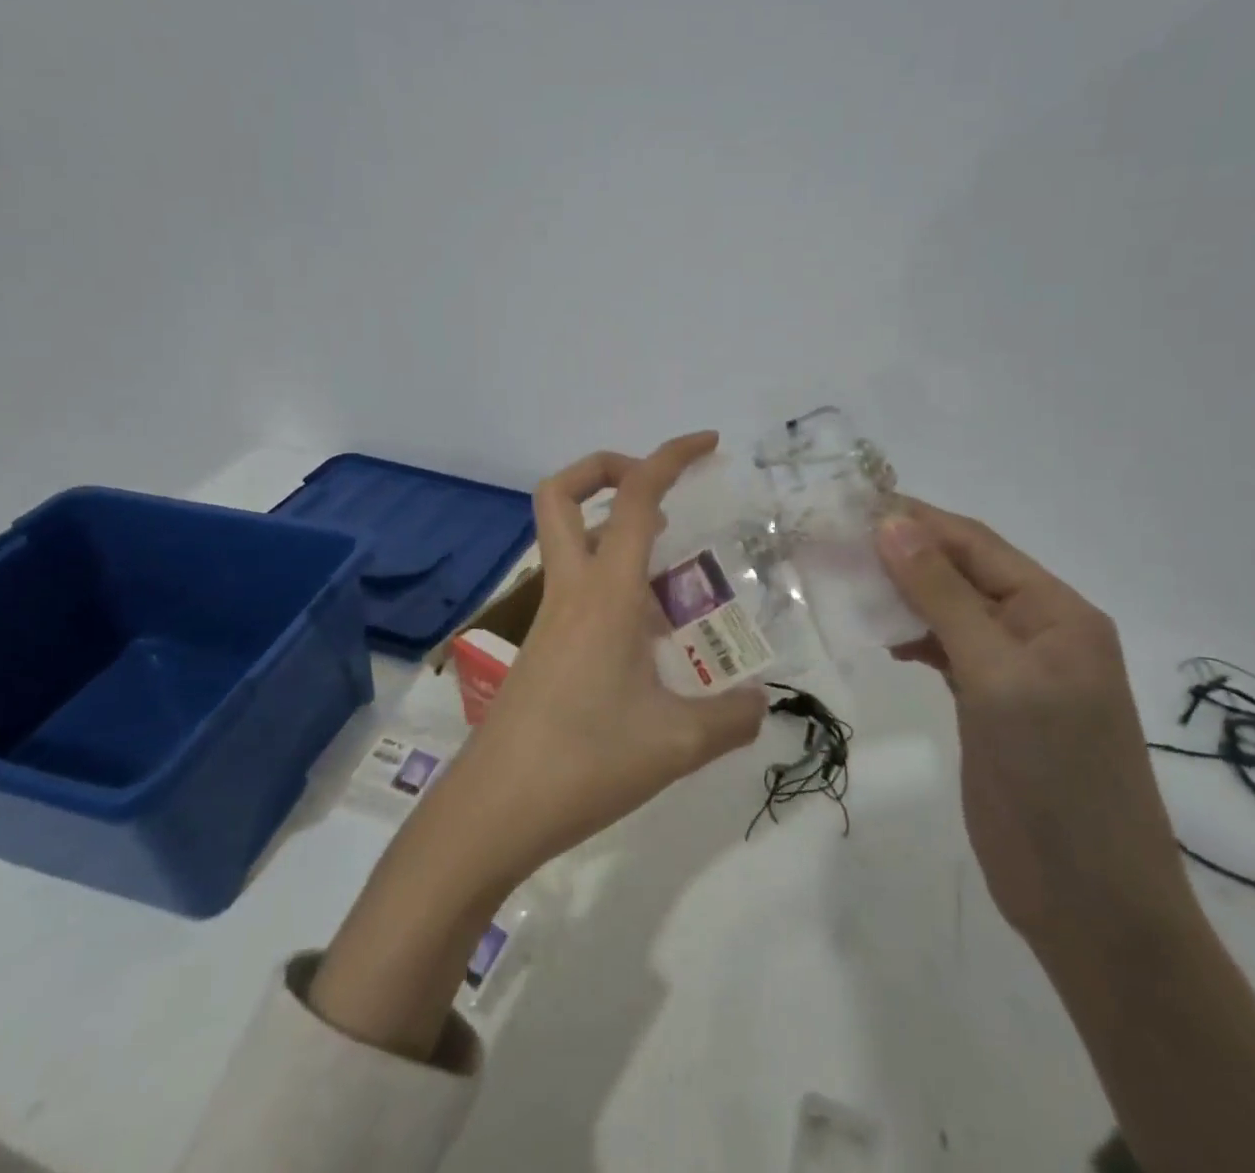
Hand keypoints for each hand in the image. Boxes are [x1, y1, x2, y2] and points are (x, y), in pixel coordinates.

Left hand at [451, 431, 768, 882]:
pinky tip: (649, 629)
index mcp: (605, 593)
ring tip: (674, 567)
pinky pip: (577, 585)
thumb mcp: (676, 744)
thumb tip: (760, 703)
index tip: (708, 444)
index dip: (670, 457)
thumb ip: (731, 718)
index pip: (636, 498)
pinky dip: (613, 578)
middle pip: (563, 494)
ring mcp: (550, 616)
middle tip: (662, 492)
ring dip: (617, 528)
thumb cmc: (585, 762)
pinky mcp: (543, 645)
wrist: (494, 809)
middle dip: (609, 469)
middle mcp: (572, 590)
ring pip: (571, 539)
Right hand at [875, 502, 1193, 952]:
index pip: (975, 544)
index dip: (916, 520)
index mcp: (1056, 611)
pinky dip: (909, 635)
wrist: (1088, 901)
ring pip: (947, 610)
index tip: (850, 504)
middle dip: (900, 553)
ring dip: (900, 593)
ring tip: (841, 578)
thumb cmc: (1054, 776)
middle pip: (960, 572)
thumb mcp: (998, 675)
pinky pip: (944, 649)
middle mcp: (1036, 629)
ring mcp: (1012, 669)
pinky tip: (876, 632)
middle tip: (832, 540)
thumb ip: (943, 597)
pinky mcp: (989, 703)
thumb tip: (893, 524)